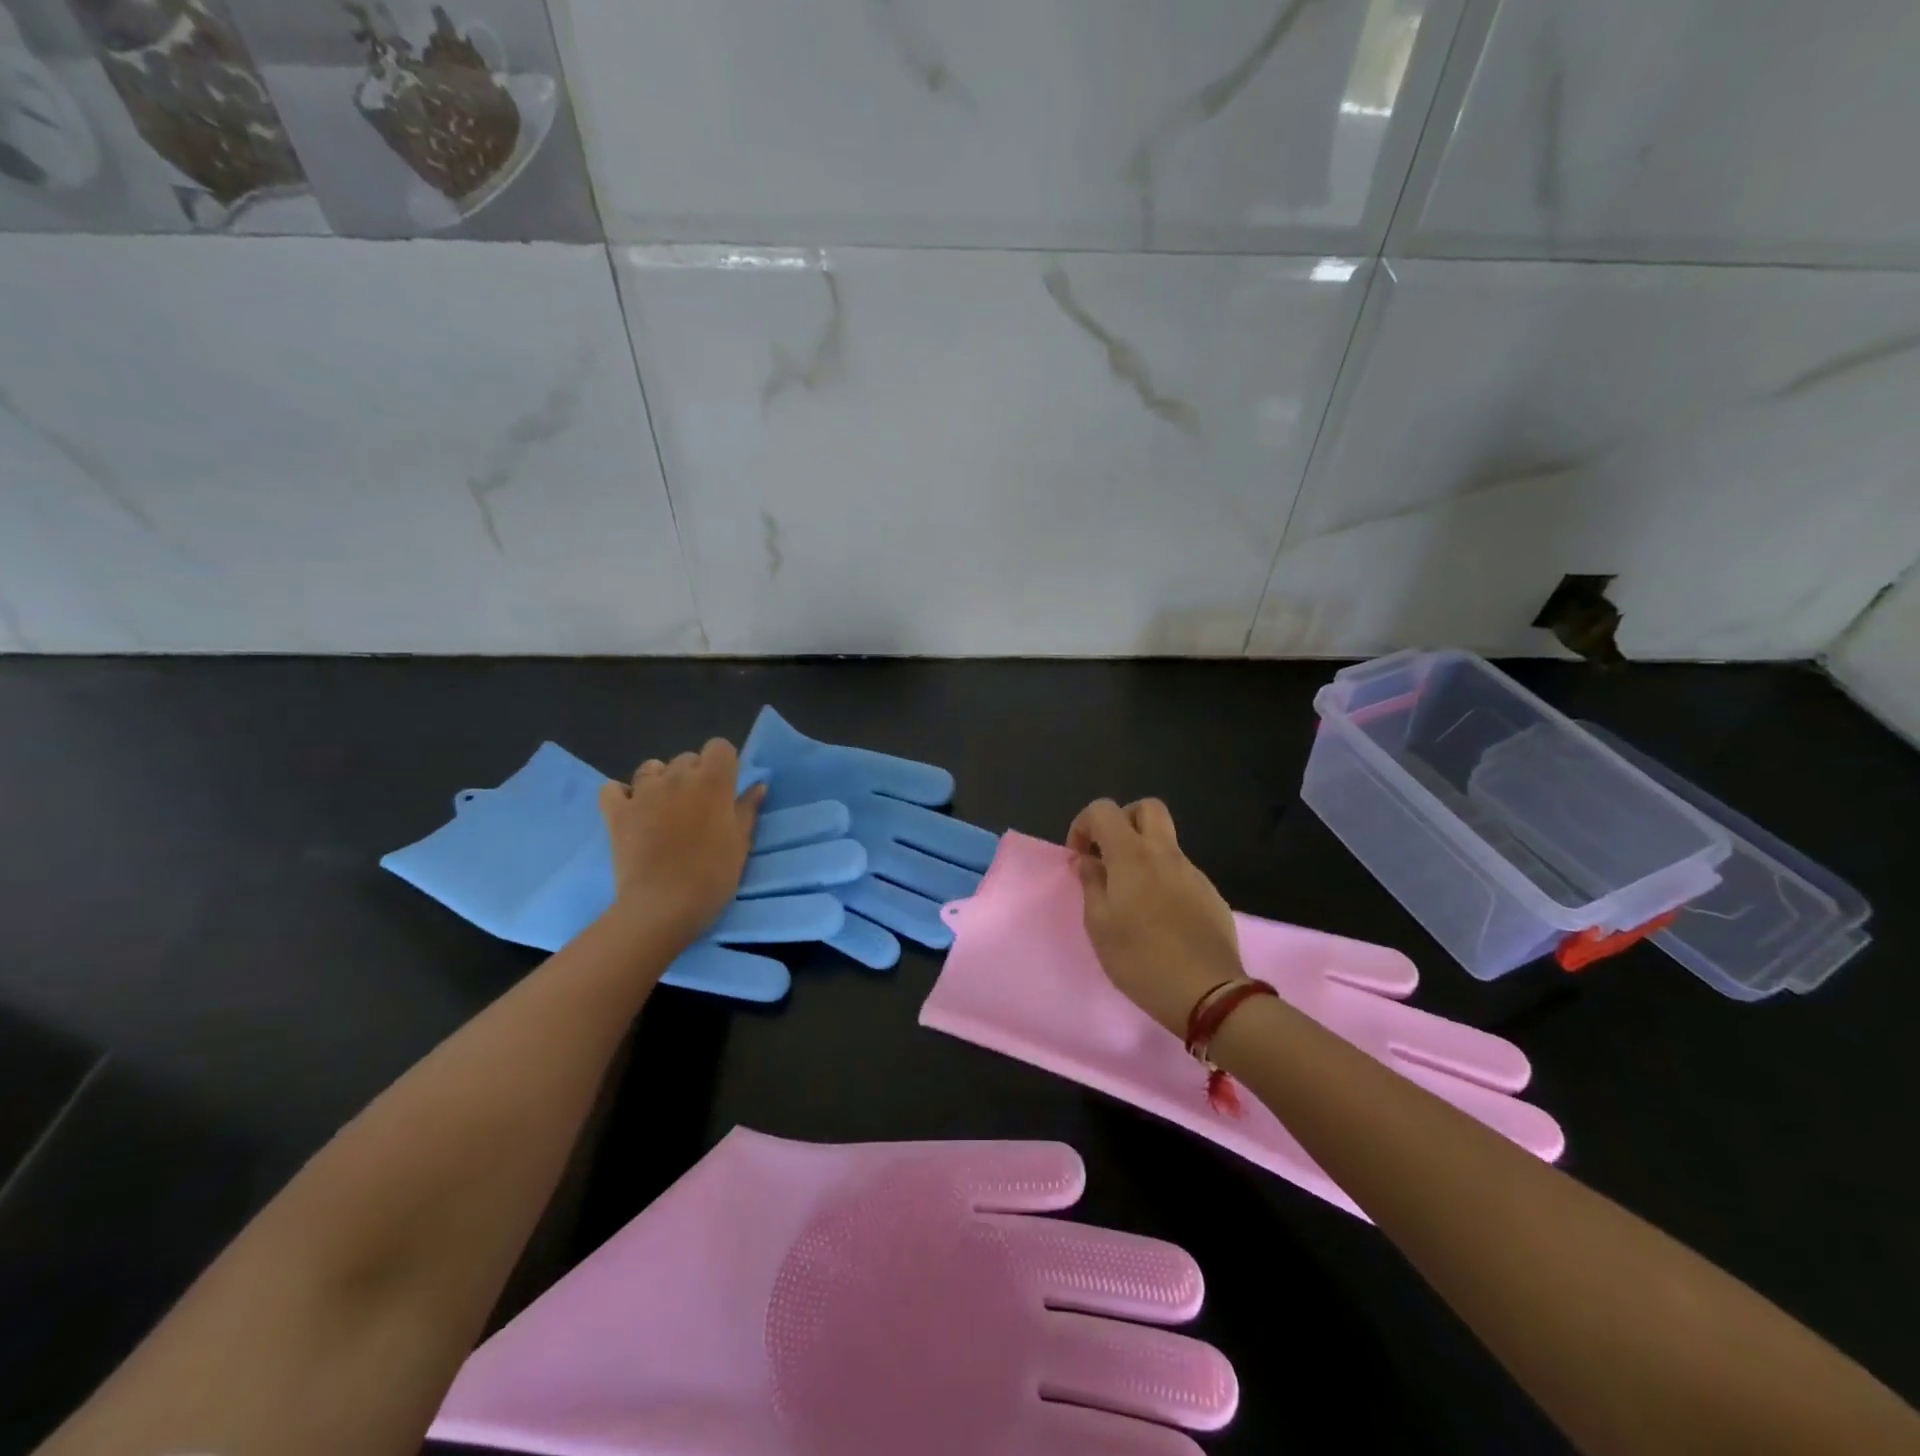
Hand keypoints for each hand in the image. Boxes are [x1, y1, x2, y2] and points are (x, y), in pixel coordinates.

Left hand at [598, 739, 765, 949]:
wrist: (663, 907)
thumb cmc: (712, 876)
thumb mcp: (740, 844)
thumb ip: (748, 809)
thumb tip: (758, 785)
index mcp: (713, 782)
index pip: (719, 747)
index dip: (724, 764)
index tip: (726, 788)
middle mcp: (677, 777)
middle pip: (686, 758)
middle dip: (693, 774)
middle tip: (698, 807)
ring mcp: (642, 792)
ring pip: (651, 768)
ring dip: (660, 781)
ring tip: (664, 808)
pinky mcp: (616, 812)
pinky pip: (613, 789)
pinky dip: (621, 794)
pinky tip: (631, 810)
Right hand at [1068, 798, 1245, 1036]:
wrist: (1208, 993)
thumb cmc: (1141, 959)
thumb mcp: (1100, 926)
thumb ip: (1091, 885)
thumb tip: (1088, 861)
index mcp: (1132, 855)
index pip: (1104, 809)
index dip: (1084, 824)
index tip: (1079, 857)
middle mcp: (1165, 854)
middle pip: (1147, 808)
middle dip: (1123, 821)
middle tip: (1110, 855)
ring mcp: (1193, 873)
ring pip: (1166, 843)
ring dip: (1144, 854)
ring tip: (1131, 897)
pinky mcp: (1211, 895)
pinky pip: (1181, 872)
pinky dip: (1164, 880)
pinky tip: (1160, 919)